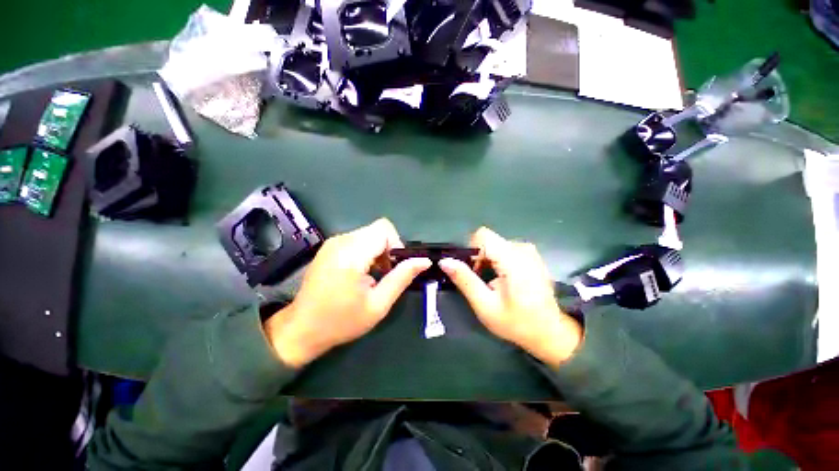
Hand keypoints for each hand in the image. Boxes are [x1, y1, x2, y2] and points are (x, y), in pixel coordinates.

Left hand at [264, 218, 430, 367]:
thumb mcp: (378, 304)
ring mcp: (333, 242)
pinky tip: (362, 273)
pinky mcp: (330, 247)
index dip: (396, 245)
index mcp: (351, 253)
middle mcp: (341, 241)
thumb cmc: (341, 321)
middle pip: (377, 230)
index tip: (394, 269)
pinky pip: (357, 240)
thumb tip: (424, 261)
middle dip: (388, 250)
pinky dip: (367, 252)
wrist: (301, 329)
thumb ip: (402, 278)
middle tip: (385, 275)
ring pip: (369, 234)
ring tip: (374, 276)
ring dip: (378, 251)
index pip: (384, 229)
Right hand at [439, 227, 582, 367]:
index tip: (472, 271)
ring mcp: (529, 251)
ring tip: (492, 284)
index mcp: (513, 259)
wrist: (550, 332)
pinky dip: (498, 261)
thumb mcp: (485, 305)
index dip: (471, 250)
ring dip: (488, 261)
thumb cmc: (517, 322)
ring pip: (495, 245)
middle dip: (479, 259)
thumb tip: (444, 261)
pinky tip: (503, 280)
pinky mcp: (532, 255)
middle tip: (481, 282)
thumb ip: (464, 280)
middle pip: (488, 241)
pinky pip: (506, 249)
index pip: (482, 235)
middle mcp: (523, 248)